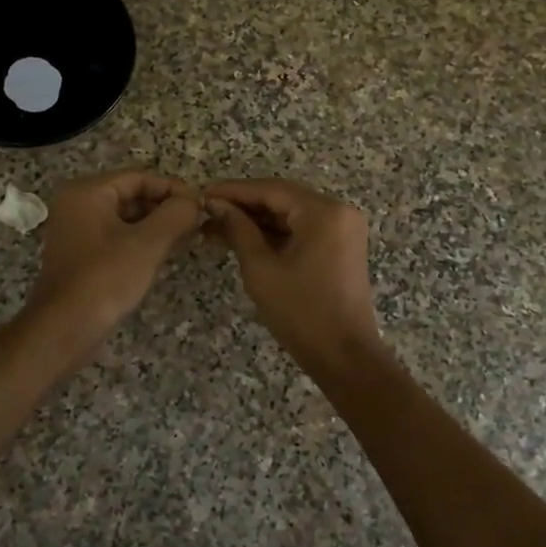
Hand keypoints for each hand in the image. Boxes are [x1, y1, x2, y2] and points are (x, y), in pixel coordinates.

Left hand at [25, 170, 202, 346]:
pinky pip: (117, 237)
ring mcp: (77, 231)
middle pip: (131, 195)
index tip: (200, 205)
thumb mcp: (147, 244)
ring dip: (157, 226)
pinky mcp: (82, 255)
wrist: (64, 330)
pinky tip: (166, 253)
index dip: (173, 188)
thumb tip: (194, 202)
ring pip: (126, 218)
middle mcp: (77, 205)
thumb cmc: (105, 279)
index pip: (139, 177)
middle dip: (165, 208)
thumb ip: (175, 215)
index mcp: (87, 192)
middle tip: (197, 223)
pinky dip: (141, 241)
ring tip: (188, 238)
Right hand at [204, 179, 383, 373]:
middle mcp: (339, 211)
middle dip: (244, 205)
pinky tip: (243, 238)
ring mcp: (343, 229)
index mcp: (324, 212)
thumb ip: (239, 230)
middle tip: (206, 211)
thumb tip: (217, 205)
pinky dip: (274, 234)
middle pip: (283, 199)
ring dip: (257, 220)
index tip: (201, 193)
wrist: (344, 356)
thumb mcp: (262, 269)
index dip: (234, 190)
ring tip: (216, 227)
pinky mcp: (340, 247)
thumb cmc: (301, 312)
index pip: (271, 190)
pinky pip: (302, 230)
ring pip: (291, 215)